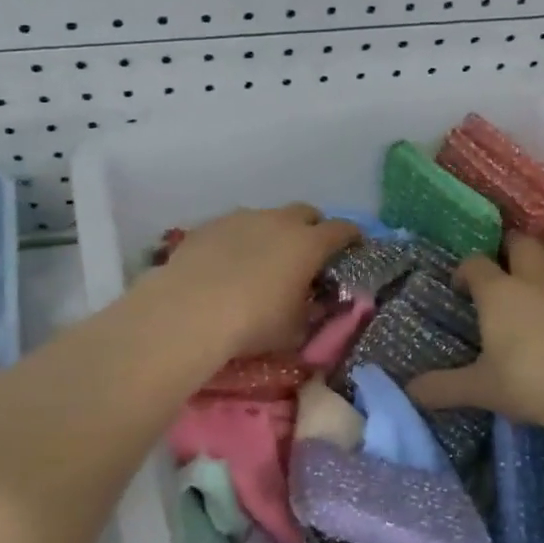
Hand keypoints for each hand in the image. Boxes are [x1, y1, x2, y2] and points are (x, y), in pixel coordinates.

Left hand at [154, 206, 358, 358]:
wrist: (189, 310)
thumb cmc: (254, 322)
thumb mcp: (295, 330)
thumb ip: (313, 313)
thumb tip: (319, 305)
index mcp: (308, 243)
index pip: (342, 230)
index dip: (351, 237)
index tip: (353, 246)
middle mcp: (279, 221)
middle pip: (306, 212)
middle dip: (312, 227)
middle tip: (308, 252)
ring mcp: (242, 218)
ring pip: (268, 217)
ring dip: (273, 232)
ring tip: (263, 259)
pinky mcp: (210, 225)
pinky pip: (235, 227)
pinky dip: (240, 239)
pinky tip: (228, 263)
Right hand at [408, 233, 543, 438]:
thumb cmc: (528, 383)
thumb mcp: (480, 388)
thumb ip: (443, 387)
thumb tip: (410, 391)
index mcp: (498, 293)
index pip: (476, 264)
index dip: (465, 270)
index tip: (461, 287)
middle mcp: (532, 280)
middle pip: (520, 244)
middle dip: (507, 247)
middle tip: (501, 266)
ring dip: (543, 254)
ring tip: (536, 270)